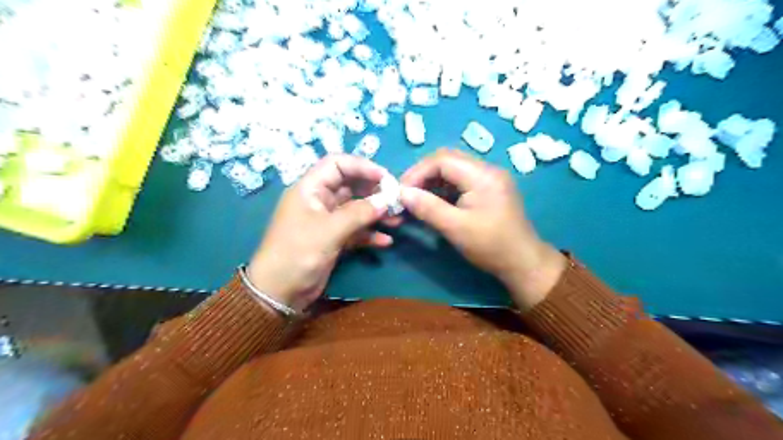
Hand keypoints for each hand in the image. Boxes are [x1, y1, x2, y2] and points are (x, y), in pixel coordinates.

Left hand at [247, 155, 390, 311]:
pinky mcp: (334, 239)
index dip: (362, 166)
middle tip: (396, 200)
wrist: (279, 292)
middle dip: (374, 191)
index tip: (385, 178)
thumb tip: (386, 200)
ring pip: (356, 209)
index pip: (337, 164)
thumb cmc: (297, 253)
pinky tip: (386, 241)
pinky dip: (370, 233)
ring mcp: (328, 221)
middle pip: (351, 185)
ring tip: (397, 219)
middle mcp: (320, 200)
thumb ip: (359, 213)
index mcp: (311, 189)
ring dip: (376, 213)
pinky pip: (356, 230)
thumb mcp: (329, 230)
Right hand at [401, 149, 566, 310]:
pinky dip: (443, 189)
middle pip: (447, 160)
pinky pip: (461, 180)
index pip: (442, 159)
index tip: (401, 191)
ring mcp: (489, 178)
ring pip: (453, 169)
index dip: (418, 172)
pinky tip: (433, 202)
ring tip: (416, 198)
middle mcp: (487, 170)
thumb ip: (427, 208)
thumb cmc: (490, 246)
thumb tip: (401, 193)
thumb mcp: (455, 228)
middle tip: (406, 193)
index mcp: (482, 175)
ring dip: (432, 181)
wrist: (523, 263)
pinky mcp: (488, 189)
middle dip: (423, 175)